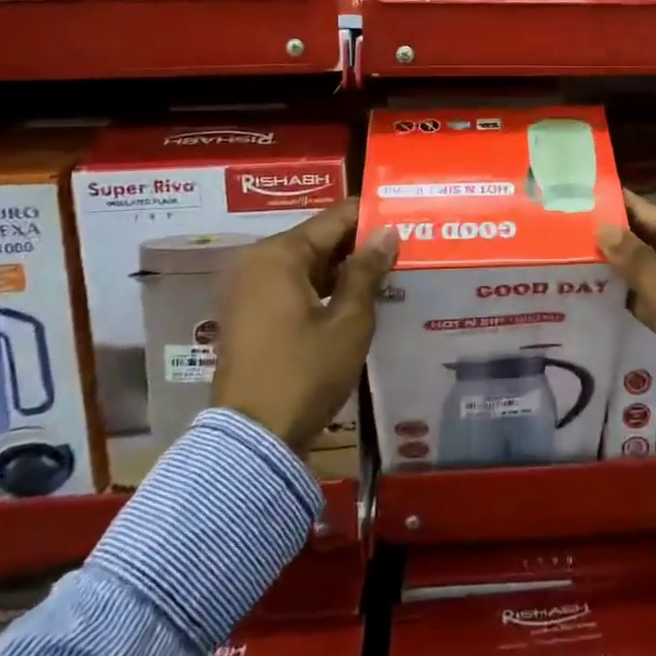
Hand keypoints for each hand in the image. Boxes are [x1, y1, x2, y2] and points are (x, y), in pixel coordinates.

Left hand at [210, 199, 397, 453]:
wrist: (253, 439)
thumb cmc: (305, 373)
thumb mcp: (348, 321)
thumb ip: (367, 271)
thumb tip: (388, 232)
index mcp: (279, 254)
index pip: (335, 218)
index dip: (372, 216)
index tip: (406, 217)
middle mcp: (257, 261)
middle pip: (319, 238)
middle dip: (359, 243)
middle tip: (404, 245)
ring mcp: (248, 288)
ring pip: (306, 263)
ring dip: (343, 267)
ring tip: (388, 270)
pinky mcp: (248, 313)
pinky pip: (292, 285)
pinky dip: (322, 287)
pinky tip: (356, 297)